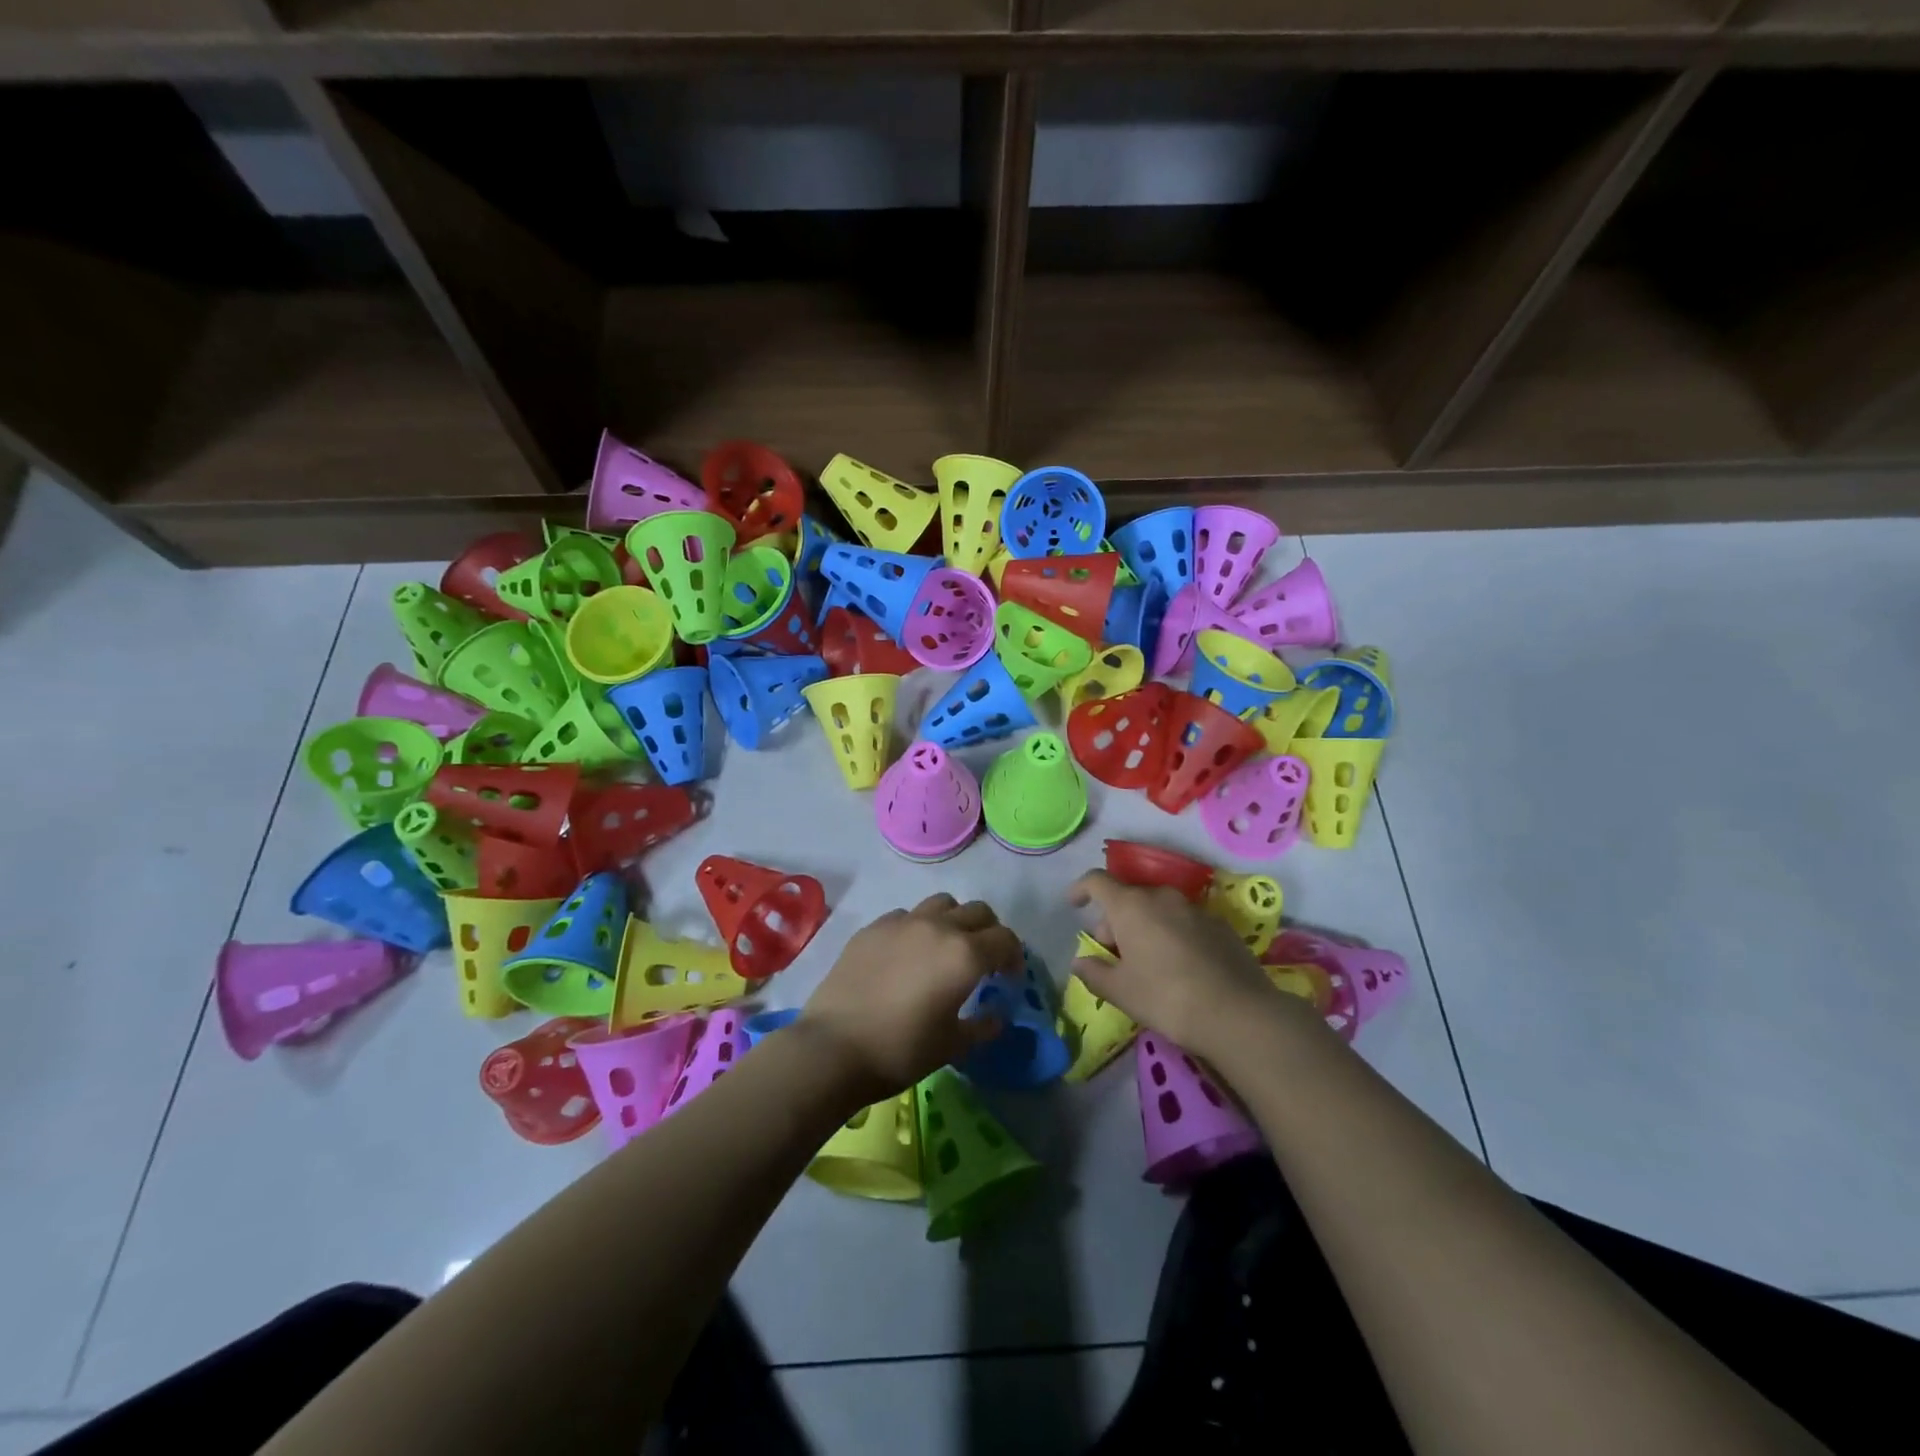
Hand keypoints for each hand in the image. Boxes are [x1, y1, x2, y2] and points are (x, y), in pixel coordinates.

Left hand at [799, 893, 1021, 1106]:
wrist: (834, 1047)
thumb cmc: (901, 1050)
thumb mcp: (952, 1046)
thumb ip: (982, 1026)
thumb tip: (996, 1016)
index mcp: (965, 955)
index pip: (1005, 939)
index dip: (1014, 957)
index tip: (1008, 978)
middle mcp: (938, 927)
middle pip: (977, 911)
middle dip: (989, 932)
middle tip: (983, 960)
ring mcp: (902, 922)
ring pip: (942, 903)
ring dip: (954, 920)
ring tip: (944, 948)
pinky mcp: (873, 927)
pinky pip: (906, 915)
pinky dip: (917, 927)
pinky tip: (906, 955)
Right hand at [1068, 870, 1308, 1058]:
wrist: (1238, 1013)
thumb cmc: (1166, 997)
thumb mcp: (1121, 992)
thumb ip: (1094, 973)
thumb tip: (1080, 962)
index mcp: (1131, 906)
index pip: (1096, 881)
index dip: (1080, 889)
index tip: (1073, 904)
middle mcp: (1162, 897)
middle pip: (1128, 899)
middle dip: (1114, 923)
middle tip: (1114, 957)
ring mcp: (1194, 909)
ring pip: (1157, 910)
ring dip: (1144, 928)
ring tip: (1147, 964)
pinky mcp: (1220, 925)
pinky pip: (1183, 922)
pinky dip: (1172, 935)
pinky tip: (1180, 968)